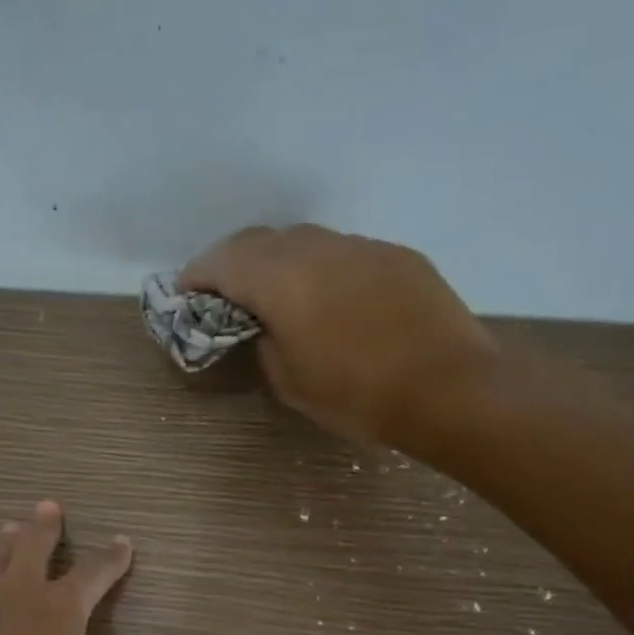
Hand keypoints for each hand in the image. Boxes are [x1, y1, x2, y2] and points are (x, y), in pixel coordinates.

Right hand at [179, 224, 498, 446]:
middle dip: (232, 259)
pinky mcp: (396, 256)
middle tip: (223, 288)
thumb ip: (266, 345)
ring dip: (278, 259)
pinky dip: (320, 267)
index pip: (223, 262)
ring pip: (304, 239)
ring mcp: (361, 247)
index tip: (184, 291)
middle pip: (260, 239)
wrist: (449, 388)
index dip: (197, 274)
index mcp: (282, 280)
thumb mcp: (291, 383)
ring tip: (275, 290)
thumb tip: (267, 328)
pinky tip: (330, 297)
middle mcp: (317, 249)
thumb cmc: (359, 395)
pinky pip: (343, 252)